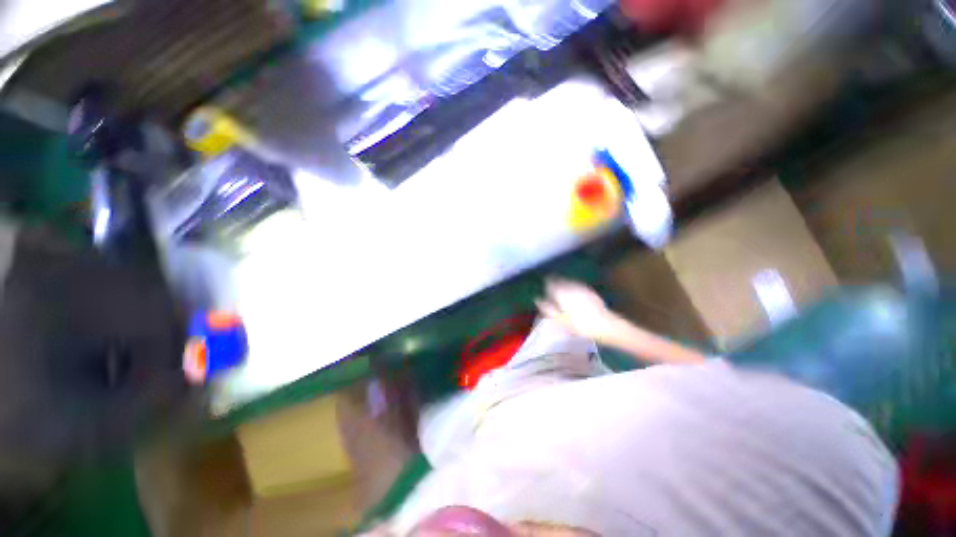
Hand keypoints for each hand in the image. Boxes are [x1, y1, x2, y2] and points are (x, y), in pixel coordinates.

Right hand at [535, 278, 616, 340]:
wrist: (607, 326)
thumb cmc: (581, 326)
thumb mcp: (561, 320)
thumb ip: (548, 309)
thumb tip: (537, 299)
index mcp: (562, 293)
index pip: (551, 284)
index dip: (546, 285)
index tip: (544, 288)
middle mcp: (571, 287)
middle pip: (560, 282)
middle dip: (555, 285)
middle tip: (551, 291)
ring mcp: (582, 289)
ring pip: (569, 284)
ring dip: (563, 286)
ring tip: (561, 294)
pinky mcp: (591, 293)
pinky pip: (577, 287)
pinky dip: (573, 290)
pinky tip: (574, 297)